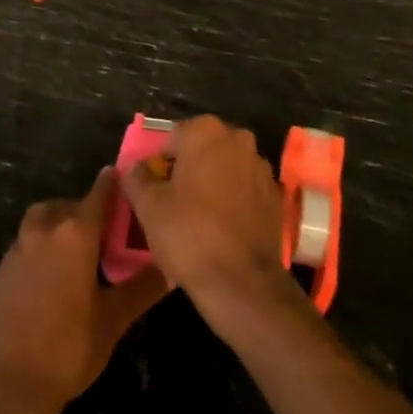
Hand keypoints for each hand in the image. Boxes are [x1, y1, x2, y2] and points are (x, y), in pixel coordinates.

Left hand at [0, 168, 168, 410]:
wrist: (10, 385)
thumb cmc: (70, 347)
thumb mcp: (114, 319)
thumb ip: (142, 288)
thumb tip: (171, 267)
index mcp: (76, 234)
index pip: (98, 194)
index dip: (111, 184)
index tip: (120, 176)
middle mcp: (43, 232)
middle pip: (63, 205)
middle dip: (81, 209)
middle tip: (99, 230)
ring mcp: (16, 252)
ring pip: (38, 223)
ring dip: (54, 226)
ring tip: (72, 252)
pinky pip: (21, 249)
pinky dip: (36, 252)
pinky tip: (46, 282)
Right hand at [121, 115, 301, 335]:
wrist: (241, 282)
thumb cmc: (188, 234)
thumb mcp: (148, 206)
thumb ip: (137, 177)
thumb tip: (137, 168)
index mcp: (205, 132)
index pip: (172, 139)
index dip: (160, 165)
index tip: (155, 192)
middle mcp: (238, 139)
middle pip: (202, 150)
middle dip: (188, 171)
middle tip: (174, 205)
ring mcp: (261, 166)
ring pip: (225, 169)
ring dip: (212, 184)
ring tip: (199, 220)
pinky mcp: (275, 195)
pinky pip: (245, 190)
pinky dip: (233, 201)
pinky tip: (223, 229)